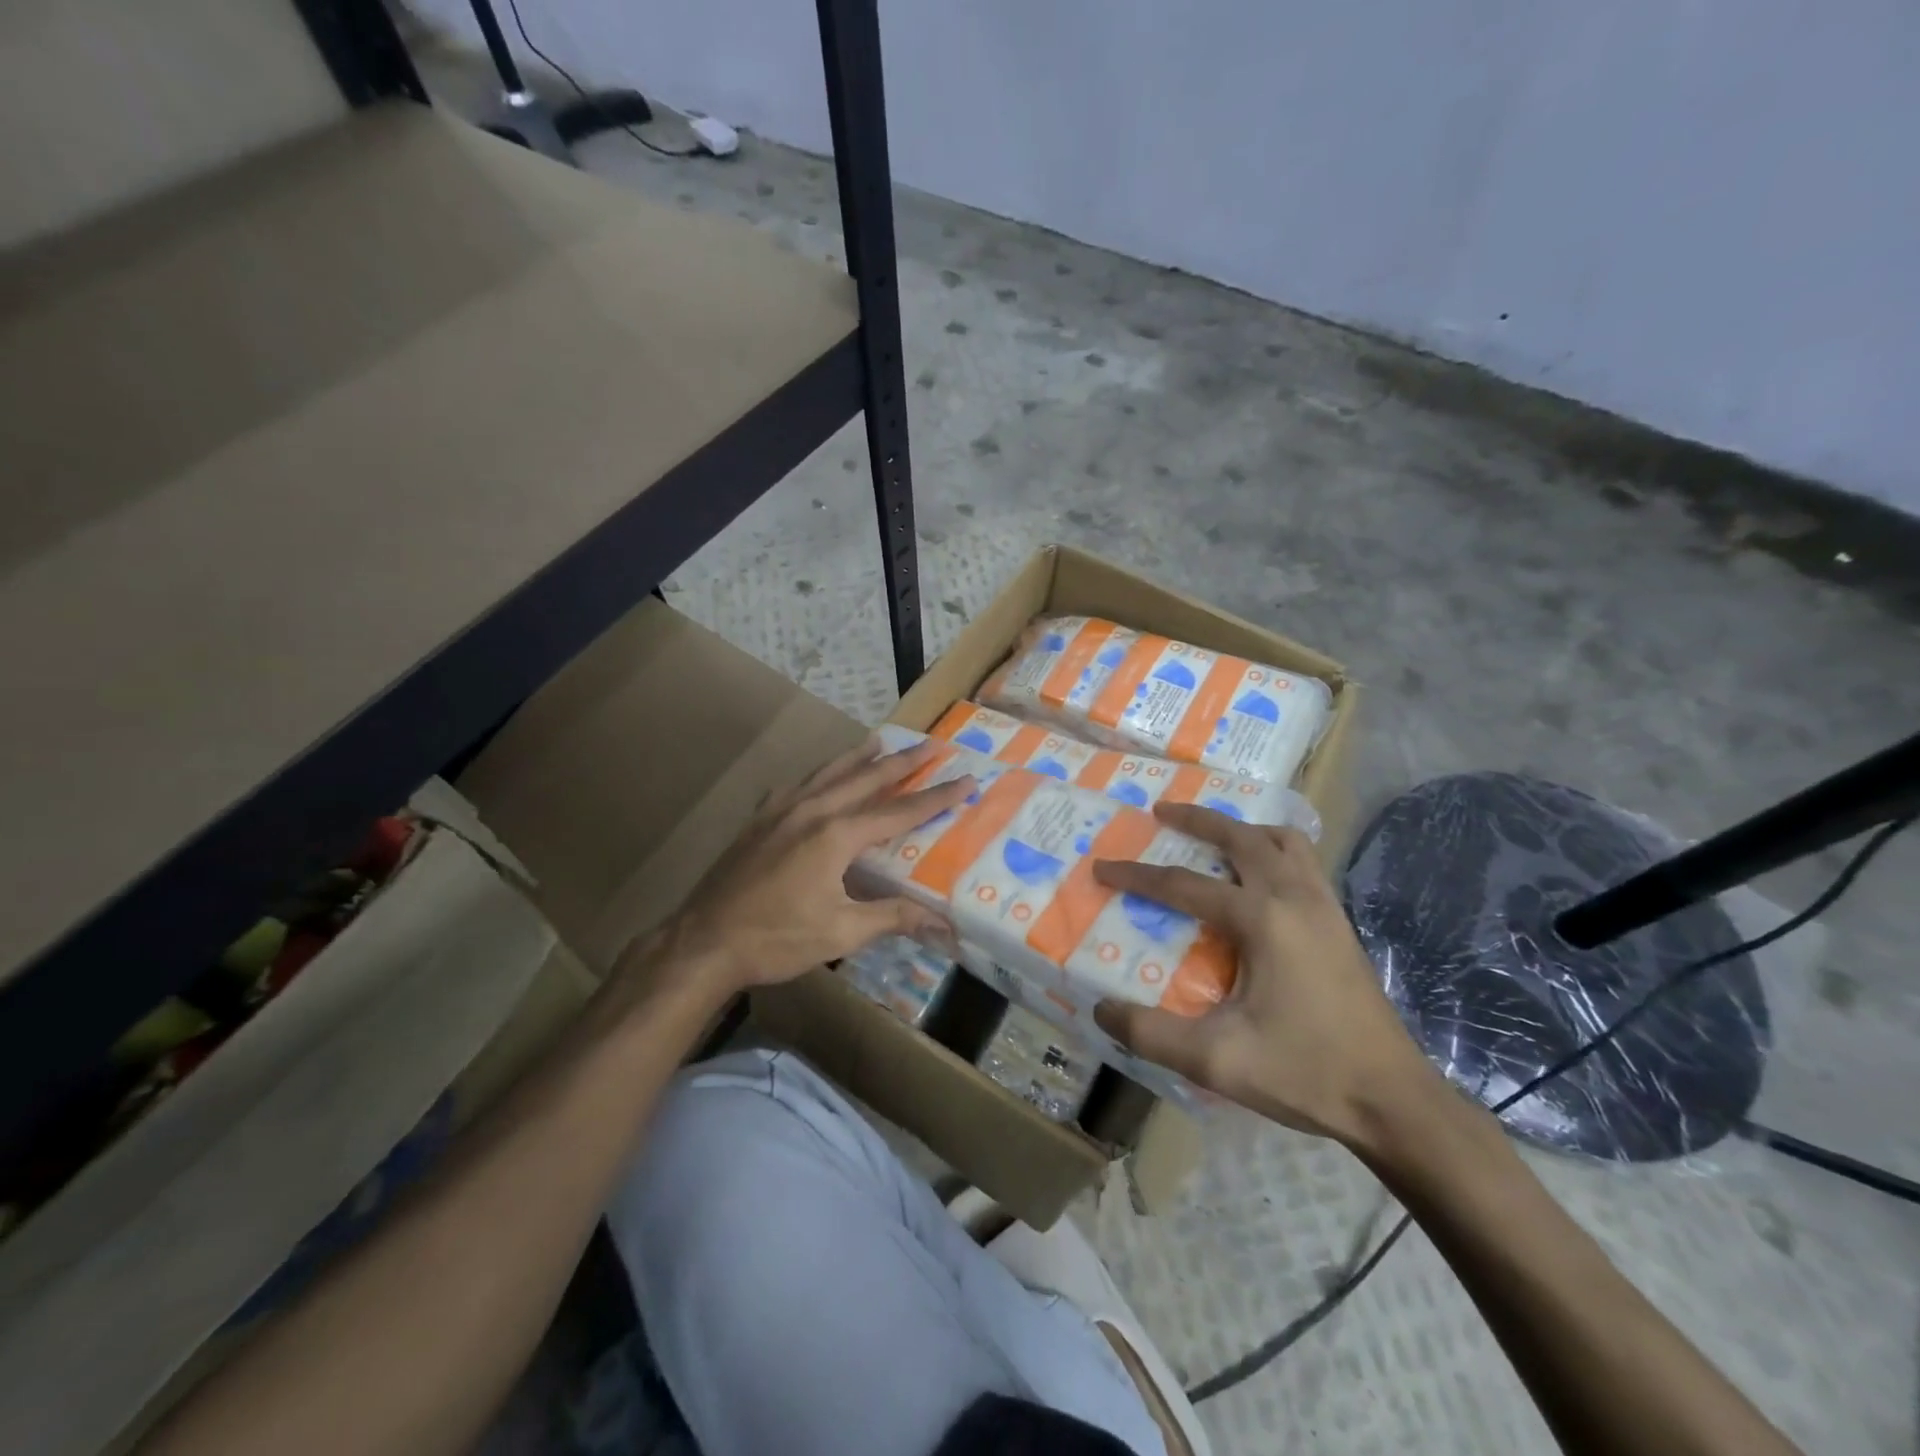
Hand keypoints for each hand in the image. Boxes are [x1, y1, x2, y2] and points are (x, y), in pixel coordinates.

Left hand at [637, 736, 971, 997]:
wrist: (703, 942)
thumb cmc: (776, 938)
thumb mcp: (841, 931)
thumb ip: (892, 917)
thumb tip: (943, 922)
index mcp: (837, 835)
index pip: (899, 811)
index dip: (936, 797)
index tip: (966, 779)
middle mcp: (812, 811)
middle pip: (866, 778)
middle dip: (902, 762)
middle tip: (931, 745)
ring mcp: (781, 811)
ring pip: (829, 773)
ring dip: (859, 757)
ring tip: (880, 740)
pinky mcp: (759, 820)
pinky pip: (797, 786)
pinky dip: (818, 776)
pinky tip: (818, 779)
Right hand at [1092, 802, 1440, 1145]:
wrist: (1392, 1100)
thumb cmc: (1304, 1073)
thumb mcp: (1216, 1060)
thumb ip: (1150, 1033)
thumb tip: (1101, 1009)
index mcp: (1262, 919)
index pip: (1182, 885)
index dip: (1135, 876)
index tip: (1101, 868)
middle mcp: (1294, 897)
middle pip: (1240, 836)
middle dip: (1196, 818)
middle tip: (1161, 812)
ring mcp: (1324, 906)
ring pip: (1282, 840)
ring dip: (1243, 829)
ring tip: (1215, 838)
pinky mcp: (1340, 923)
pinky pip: (1305, 862)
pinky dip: (1275, 850)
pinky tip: (1260, 878)